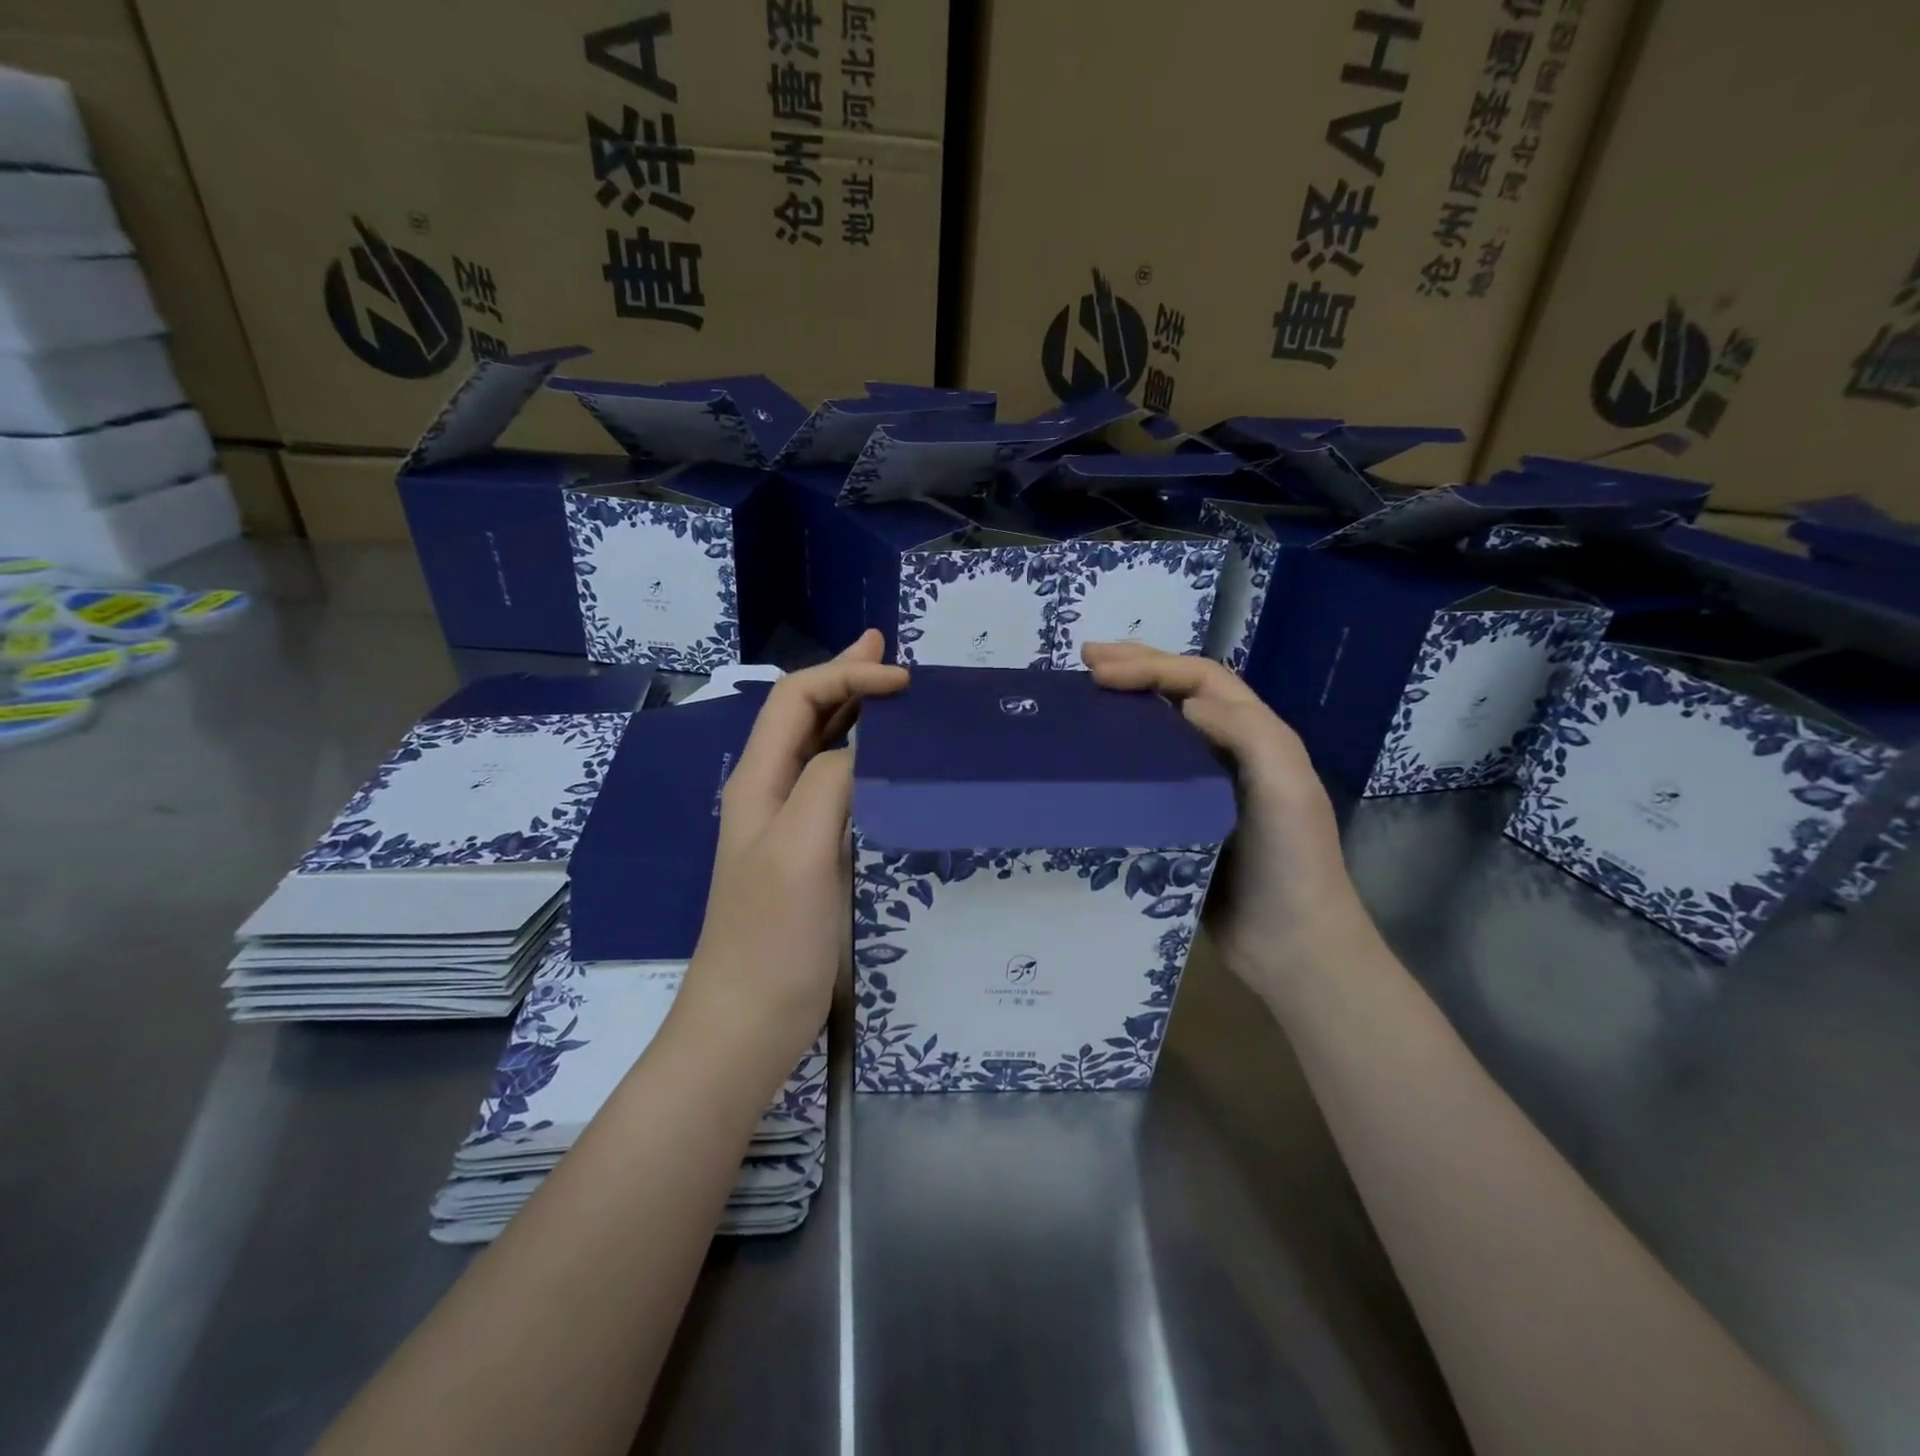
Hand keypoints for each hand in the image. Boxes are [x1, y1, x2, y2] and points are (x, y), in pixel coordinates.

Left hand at [681, 631, 908, 1074]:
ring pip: (821, 749)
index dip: (845, 674)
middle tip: (889, 653)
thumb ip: (830, 783)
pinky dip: (864, 760)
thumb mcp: (801, 850)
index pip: (796, 699)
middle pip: (804, 715)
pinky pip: (837, 789)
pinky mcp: (809, 856)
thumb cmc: (772, 938)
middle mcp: (770, 793)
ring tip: (892, 693)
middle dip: (845, 678)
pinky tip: (887, 765)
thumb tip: (867, 746)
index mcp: (759, 782)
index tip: (902, 680)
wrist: (748, 1024)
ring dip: (854, 714)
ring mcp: (788, 826)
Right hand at [1082, 642, 1374, 993]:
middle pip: (1179, 694)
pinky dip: (1120, 759)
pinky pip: (1146, 778)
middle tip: (1084, 660)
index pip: (1200, 679)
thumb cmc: (1292, 862)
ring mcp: (1202, 788)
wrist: (1291, 946)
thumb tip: (1186, 703)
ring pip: (1159, 732)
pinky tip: (1092, 762)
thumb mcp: (1286, 787)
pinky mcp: (1180, 822)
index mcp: (1255, 735)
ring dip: (1125, 707)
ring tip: (1083, 698)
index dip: (1151, 666)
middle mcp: (1228, 752)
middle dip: (1135, 669)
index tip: (1099, 670)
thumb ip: (1246, 733)